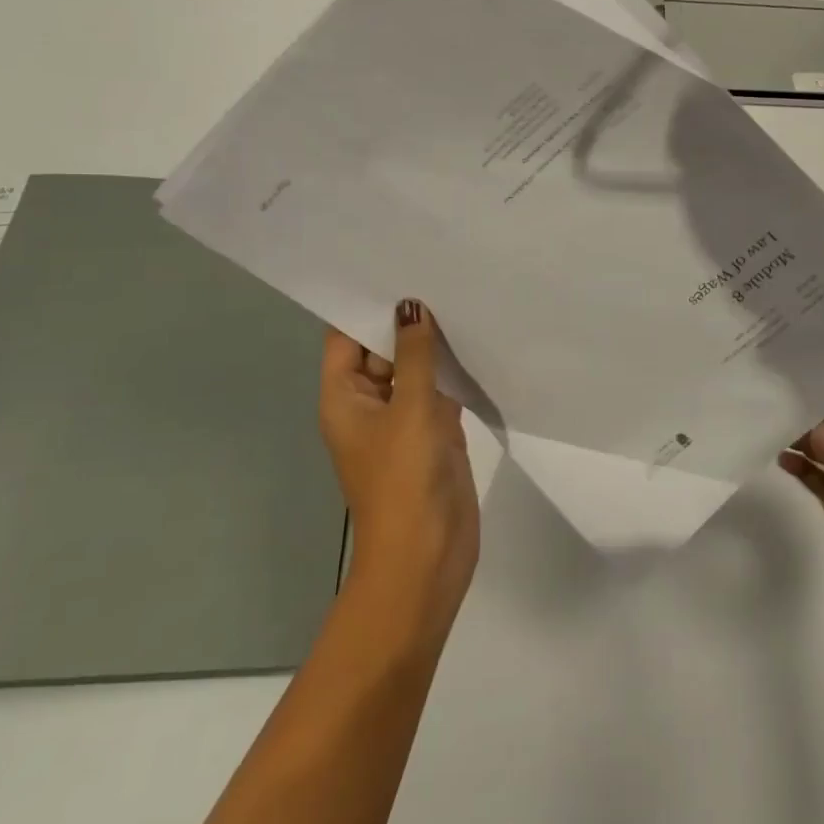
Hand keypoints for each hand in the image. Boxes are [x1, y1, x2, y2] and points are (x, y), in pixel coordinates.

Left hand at [320, 300, 477, 640]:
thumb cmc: (404, 480)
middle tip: (443, 273)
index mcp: (344, 397)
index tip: (399, 267)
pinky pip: (440, 393)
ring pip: (416, 371)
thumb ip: (415, 355)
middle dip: (408, 320)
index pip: (347, 339)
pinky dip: (454, 373)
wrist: (426, 556)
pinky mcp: (435, 435)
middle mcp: (370, 404)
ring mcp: (404, 421)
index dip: (368, 306)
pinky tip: (479, 343)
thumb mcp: (410, 409)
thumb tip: (411, 306)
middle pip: (383, 351)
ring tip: (465, 297)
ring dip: (435, 346)